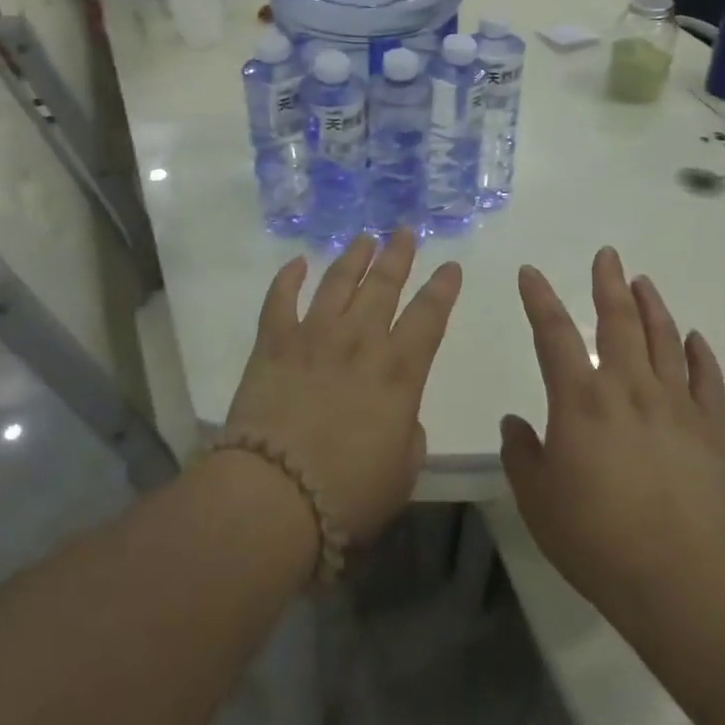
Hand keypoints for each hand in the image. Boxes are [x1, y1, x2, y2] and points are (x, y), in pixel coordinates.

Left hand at [224, 230, 462, 544]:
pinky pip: (280, 299)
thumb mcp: (402, 471)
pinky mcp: (273, 343)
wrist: (275, 494)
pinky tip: (297, 262)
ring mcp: (313, 335)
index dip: (443, 288)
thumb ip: (407, 433)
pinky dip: (288, 277)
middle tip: (404, 231)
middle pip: (384, 284)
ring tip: (364, 238)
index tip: (451, 266)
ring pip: (338, 281)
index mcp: (398, 370)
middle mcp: (360, 340)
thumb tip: (398, 414)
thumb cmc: (349, 493)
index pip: (429, 316)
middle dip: (397, 254)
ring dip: (353, 256)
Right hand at [501, 247, 724, 620]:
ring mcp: (673, 406)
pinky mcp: (709, 430)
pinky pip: (706, 381)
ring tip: (643, 281)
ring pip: (663, 340)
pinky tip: (693, 338)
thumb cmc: (594, 537)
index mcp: (579, 399)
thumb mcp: (536, 498)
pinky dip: (699, 355)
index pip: (554, 333)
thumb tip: (515, 423)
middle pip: (617, 321)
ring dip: (652, 306)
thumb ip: (521, 454)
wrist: (678, 580)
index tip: (530, 272)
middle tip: (607, 255)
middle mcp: (627, 388)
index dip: (539, 299)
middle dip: (608, 283)